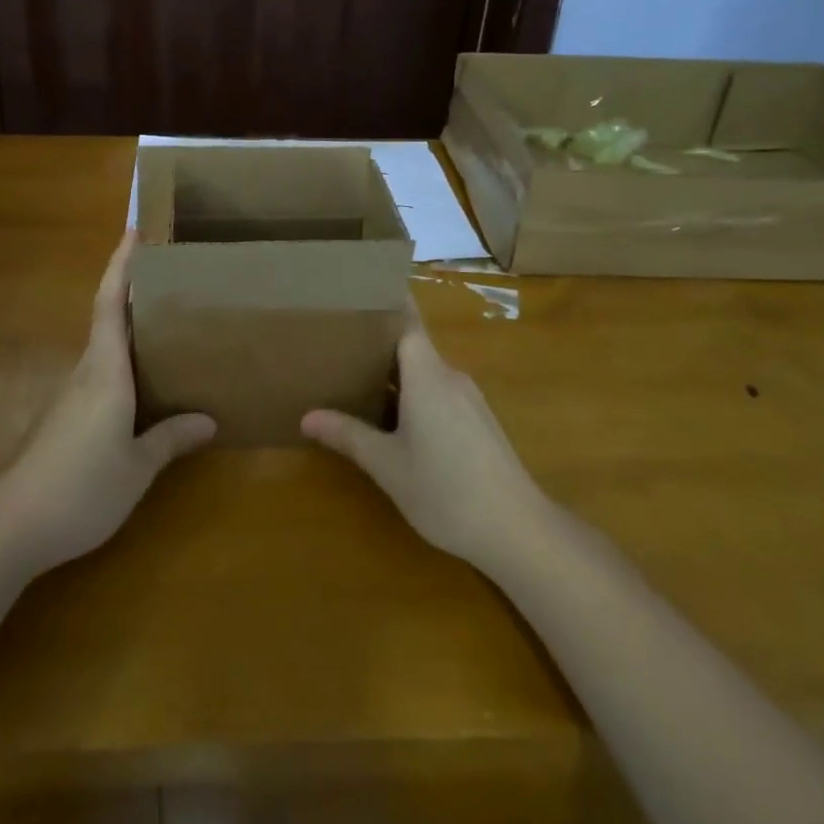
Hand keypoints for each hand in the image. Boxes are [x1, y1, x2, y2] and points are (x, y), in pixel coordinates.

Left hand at [0, 231, 215, 576]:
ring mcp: (71, 396)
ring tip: (168, 324)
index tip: (134, 230)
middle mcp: (87, 373)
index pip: (111, 303)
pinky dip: (124, 362)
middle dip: (132, 289)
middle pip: (107, 318)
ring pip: (104, 348)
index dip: (121, 265)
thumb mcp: (136, 467)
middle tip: (172, 276)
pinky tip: (145, 383)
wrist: (12, 526)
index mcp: (105, 371)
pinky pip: (101, 375)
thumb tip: (208, 420)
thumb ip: (170, 439)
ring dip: (129, 328)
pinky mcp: (65, 419)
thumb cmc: (81, 487)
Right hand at [302, 305, 543, 576]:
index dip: (384, 304)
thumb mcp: (387, 464)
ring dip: (396, 374)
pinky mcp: (479, 422)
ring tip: (357, 379)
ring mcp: (469, 400)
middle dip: (378, 343)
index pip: (406, 320)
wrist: (517, 530)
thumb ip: (348, 435)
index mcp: (427, 374)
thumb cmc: (445, 489)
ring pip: (426, 373)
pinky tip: (395, 420)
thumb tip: (306, 417)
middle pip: (412, 346)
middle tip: (338, 343)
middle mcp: (450, 376)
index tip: (356, 293)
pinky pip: (439, 393)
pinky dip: (414, 395)